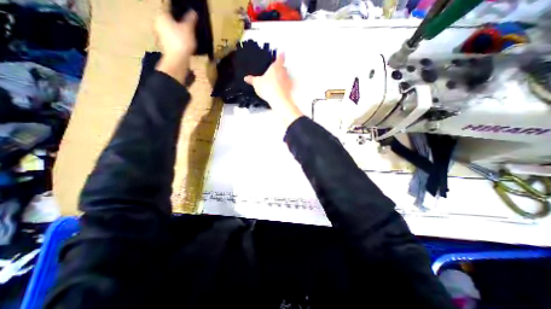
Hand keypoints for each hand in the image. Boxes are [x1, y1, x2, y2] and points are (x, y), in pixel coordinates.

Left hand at [155, 10, 197, 83]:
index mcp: (161, 15)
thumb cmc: (181, 41)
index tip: (185, 10)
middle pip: (169, 17)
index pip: (168, 6)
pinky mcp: (166, 44)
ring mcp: (161, 34)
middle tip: (188, 20)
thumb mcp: (188, 29)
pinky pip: (173, 36)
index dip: (177, 7)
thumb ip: (190, 19)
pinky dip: (178, 36)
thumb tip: (193, 12)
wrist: (177, 60)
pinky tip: (185, 39)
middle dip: (178, 18)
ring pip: (171, 27)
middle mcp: (158, 22)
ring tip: (188, 30)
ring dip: (178, 28)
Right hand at [247, 54, 305, 127]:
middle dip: (280, 68)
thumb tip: (246, 78)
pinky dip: (284, 86)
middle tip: (276, 70)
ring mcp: (288, 81)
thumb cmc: (267, 87)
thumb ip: (252, 80)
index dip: (280, 56)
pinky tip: (279, 90)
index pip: (280, 58)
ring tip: (276, 81)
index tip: (281, 53)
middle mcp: (284, 72)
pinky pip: (286, 85)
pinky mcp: (290, 89)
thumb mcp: (257, 83)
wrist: (278, 100)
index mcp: (276, 67)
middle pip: (283, 67)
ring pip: (286, 76)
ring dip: (282, 78)